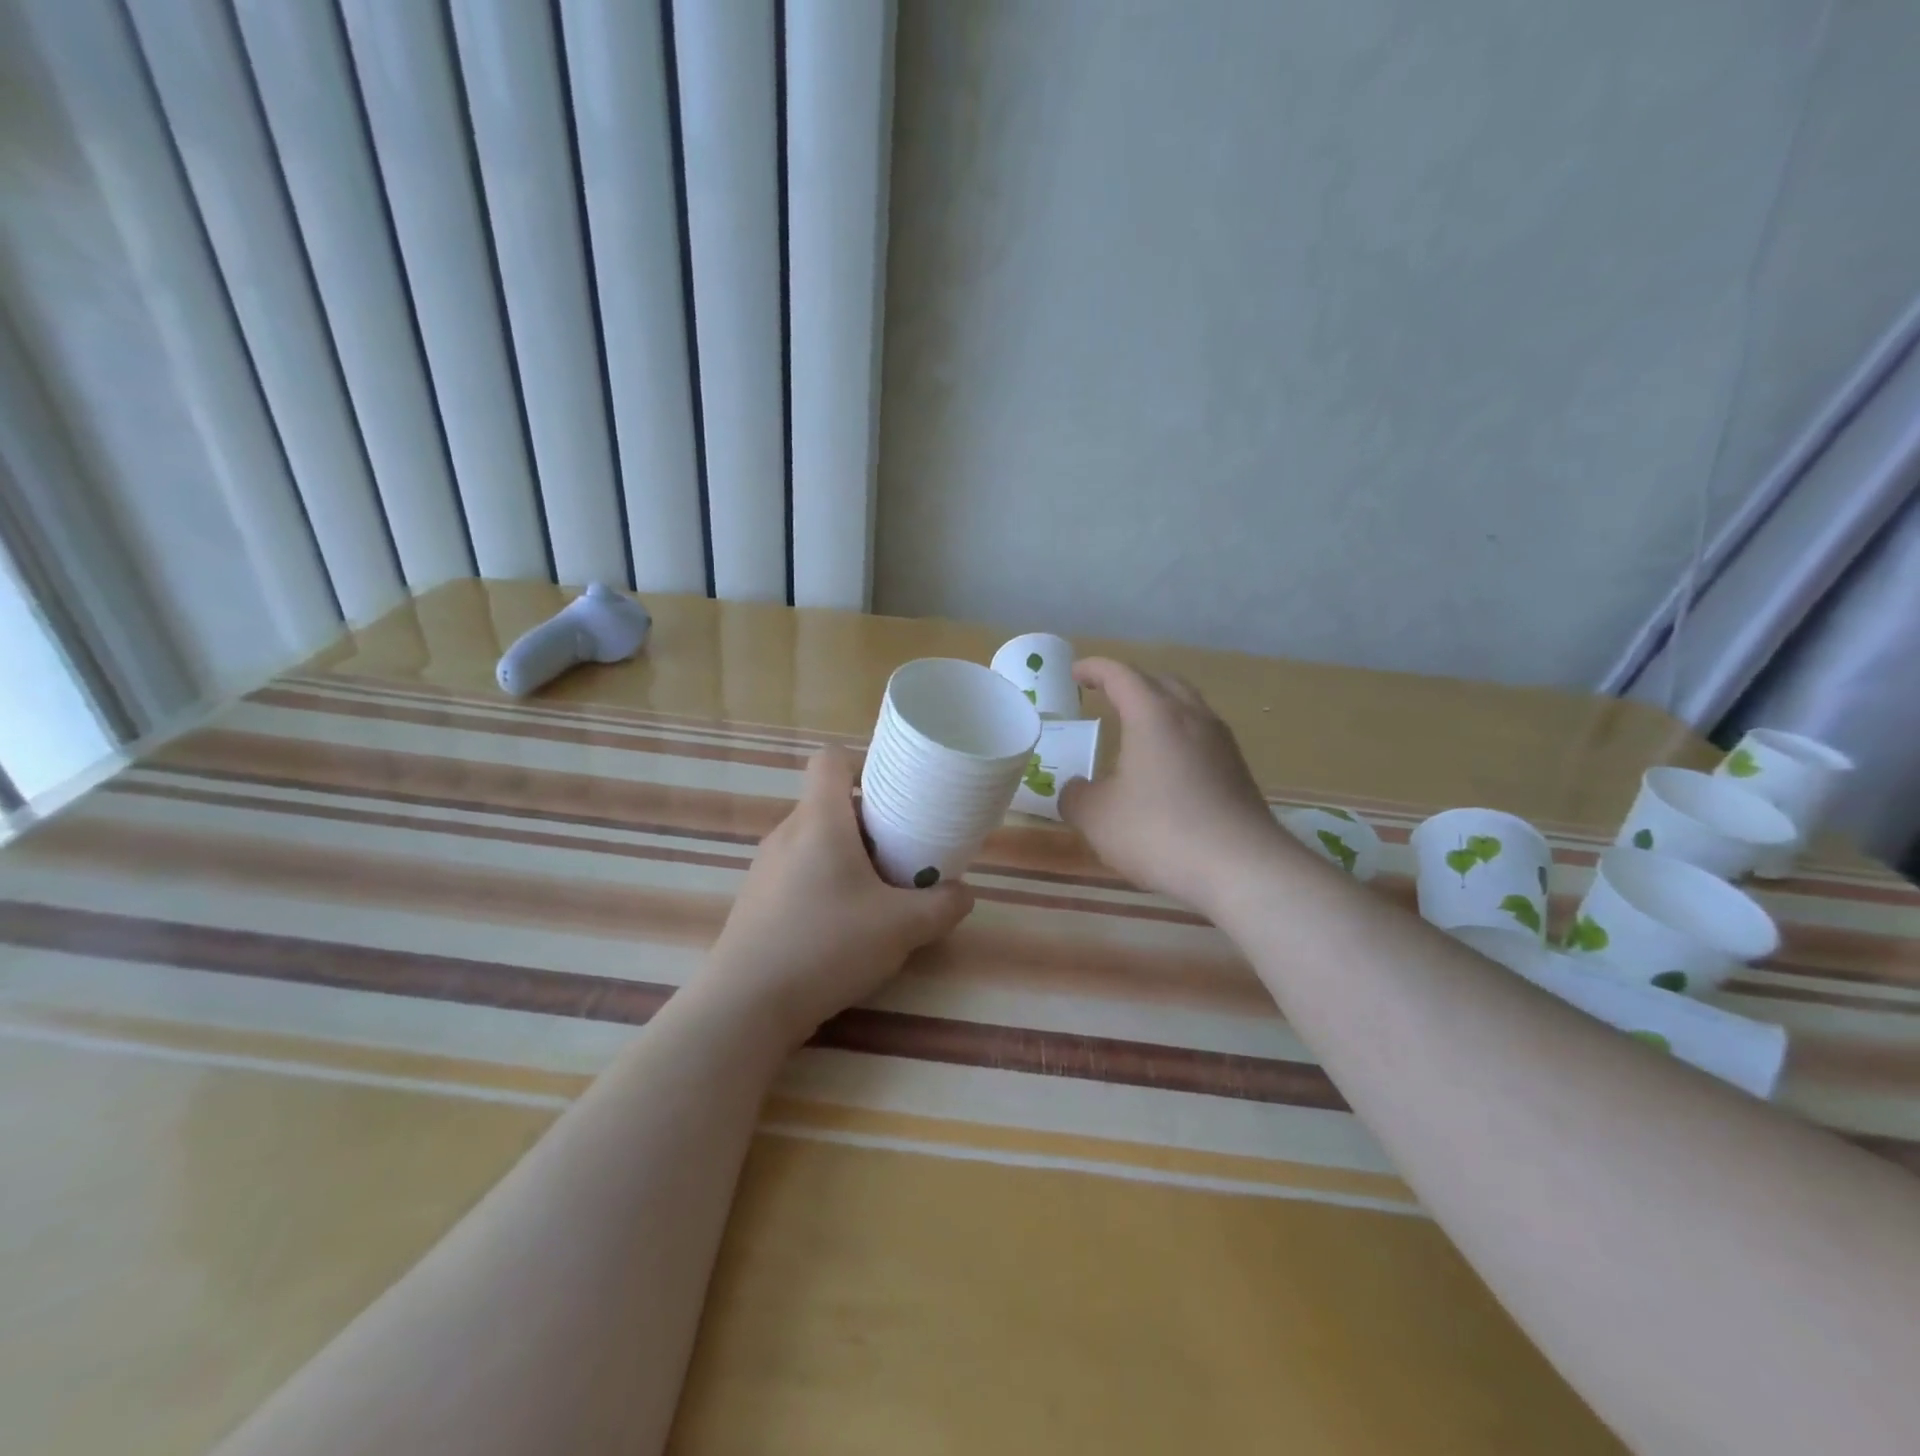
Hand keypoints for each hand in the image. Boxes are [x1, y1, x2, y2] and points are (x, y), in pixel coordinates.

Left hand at [702, 745, 973, 1045]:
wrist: (746, 1006)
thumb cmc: (827, 946)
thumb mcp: (902, 927)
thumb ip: (943, 906)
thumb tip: (963, 894)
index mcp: (819, 820)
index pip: (831, 759)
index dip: (864, 764)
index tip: (895, 795)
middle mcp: (786, 833)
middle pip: (830, 803)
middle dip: (870, 822)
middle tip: (902, 853)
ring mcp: (765, 868)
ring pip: (815, 840)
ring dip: (848, 856)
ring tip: (878, 893)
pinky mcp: (756, 900)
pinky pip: (798, 871)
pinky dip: (825, 882)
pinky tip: (842, 925)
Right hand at [1060, 658, 1287, 914]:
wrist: (1242, 868)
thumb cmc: (1160, 832)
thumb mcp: (1098, 818)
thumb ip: (1076, 797)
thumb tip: (1075, 789)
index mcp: (1154, 715)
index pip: (1121, 675)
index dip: (1094, 669)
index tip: (1075, 673)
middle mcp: (1192, 717)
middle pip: (1161, 682)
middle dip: (1131, 683)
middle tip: (1106, 696)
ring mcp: (1221, 743)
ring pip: (1187, 708)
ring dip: (1159, 709)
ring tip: (1136, 731)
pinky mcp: (1238, 771)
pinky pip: (1201, 737)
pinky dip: (1177, 738)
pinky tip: (1165, 769)